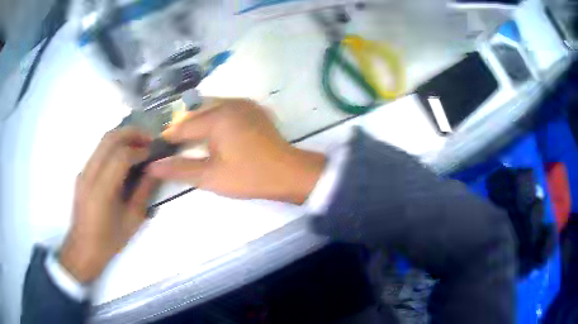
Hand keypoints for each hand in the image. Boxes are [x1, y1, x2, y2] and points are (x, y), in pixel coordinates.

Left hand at [60, 128, 157, 282]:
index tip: (154, 152)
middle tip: (148, 139)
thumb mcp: (132, 221)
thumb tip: (154, 170)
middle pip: (110, 139)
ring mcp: (83, 172)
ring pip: (103, 141)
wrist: (83, 248)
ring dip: (123, 137)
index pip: (121, 156)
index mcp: (102, 190)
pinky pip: (99, 150)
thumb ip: (143, 192)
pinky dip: (114, 146)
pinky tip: (124, 157)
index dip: (140, 149)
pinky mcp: (82, 173)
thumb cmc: (109, 240)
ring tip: (139, 144)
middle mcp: (90, 175)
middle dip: (132, 133)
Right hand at [148, 98, 325, 203]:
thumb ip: (179, 169)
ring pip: (209, 108)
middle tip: (175, 149)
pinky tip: (213, 135)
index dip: (168, 138)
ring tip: (191, 143)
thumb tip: (152, 166)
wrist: (289, 173)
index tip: (158, 149)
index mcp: (218, 117)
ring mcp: (243, 103)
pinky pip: (225, 108)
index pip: (183, 126)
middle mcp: (229, 103)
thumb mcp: (211, 176)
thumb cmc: (249, 177)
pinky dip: (214, 119)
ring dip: (198, 122)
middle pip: (195, 113)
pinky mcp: (252, 108)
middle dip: (182, 129)